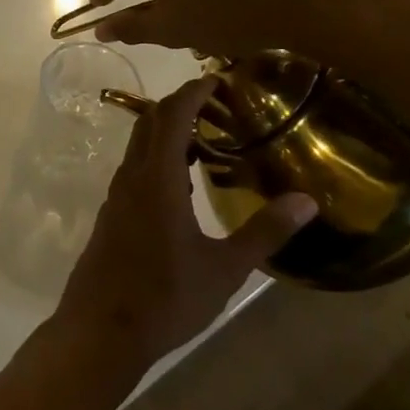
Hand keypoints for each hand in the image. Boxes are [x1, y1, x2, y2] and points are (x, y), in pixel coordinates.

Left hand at [52, 76, 318, 371]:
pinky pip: (136, 166)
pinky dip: (158, 155)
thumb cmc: (166, 298)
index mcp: (158, 179)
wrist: (101, 330)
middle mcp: (132, 176)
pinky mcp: (113, 212)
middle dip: (181, 104)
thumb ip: (264, 232)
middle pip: (152, 122)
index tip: (217, 79)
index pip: (172, 115)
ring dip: (168, 130)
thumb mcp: (224, 269)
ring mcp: (118, 194)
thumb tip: (307, 200)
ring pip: (140, 144)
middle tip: (219, 105)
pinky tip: (183, 181)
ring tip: (208, 138)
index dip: (193, 92)